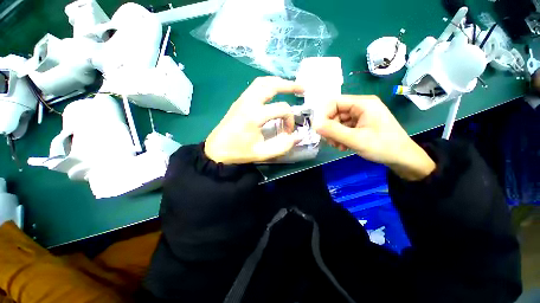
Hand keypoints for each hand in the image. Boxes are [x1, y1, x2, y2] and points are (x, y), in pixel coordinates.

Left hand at [205, 77, 303, 164]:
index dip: (290, 119)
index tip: (288, 131)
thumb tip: (297, 137)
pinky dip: (268, 85)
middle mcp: (248, 102)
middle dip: (289, 85)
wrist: (216, 150)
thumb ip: (282, 146)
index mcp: (254, 116)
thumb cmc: (238, 152)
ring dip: (278, 82)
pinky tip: (274, 92)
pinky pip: (255, 86)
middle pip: (271, 85)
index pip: (281, 109)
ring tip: (289, 87)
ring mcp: (242, 99)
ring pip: (262, 82)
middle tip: (302, 88)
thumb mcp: (262, 153)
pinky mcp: (239, 101)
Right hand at [313, 95, 435, 180]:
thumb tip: (315, 125)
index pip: (334, 102)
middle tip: (330, 142)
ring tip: (339, 146)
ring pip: (338, 121)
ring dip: (334, 134)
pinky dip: (340, 136)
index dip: (324, 115)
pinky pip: (344, 127)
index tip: (319, 130)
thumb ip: (333, 131)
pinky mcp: (361, 124)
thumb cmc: (383, 146)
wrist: (403, 158)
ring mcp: (361, 115)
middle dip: (329, 127)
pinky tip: (343, 146)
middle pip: (335, 112)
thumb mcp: (356, 139)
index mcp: (363, 103)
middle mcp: (361, 106)